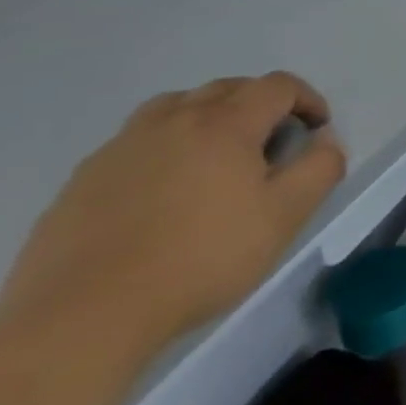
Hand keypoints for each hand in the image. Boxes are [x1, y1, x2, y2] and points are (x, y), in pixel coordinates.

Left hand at [0, 73, 346, 358]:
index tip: (316, 130)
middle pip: (227, 88)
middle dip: (260, 104)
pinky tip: (163, 192)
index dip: (306, 99)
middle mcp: (173, 119)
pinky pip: (136, 142)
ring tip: (216, 156)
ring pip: (176, 107)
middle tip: (271, 143)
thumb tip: (324, 139)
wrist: (81, 318)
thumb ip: (319, 168)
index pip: (278, 86)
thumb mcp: (284, 217)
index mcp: (225, 123)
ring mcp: (121, 146)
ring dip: (208, 117)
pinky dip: (164, 147)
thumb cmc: (199, 260)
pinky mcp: (82, 179)